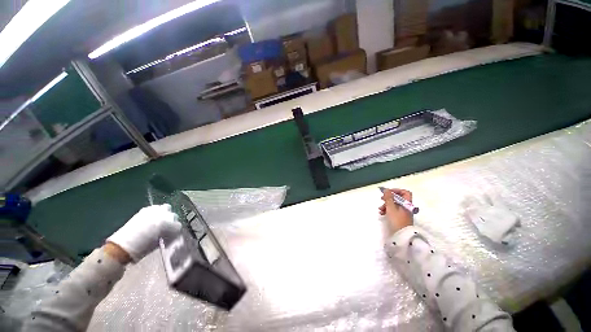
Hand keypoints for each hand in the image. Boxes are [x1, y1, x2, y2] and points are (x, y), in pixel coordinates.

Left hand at [106, 204, 180, 262]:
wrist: (122, 246)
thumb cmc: (142, 248)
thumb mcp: (159, 243)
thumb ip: (167, 236)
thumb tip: (170, 234)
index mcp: (168, 224)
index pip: (178, 226)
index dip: (175, 232)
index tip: (171, 237)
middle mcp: (163, 215)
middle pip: (174, 216)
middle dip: (171, 222)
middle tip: (166, 230)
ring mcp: (154, 211)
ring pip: (166, 208)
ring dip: (165, 214)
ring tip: (160, 222)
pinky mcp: (145, 210)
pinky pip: (155, 208)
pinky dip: (156, 212)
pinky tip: (152, 219)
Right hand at [379, 188, 413, 235]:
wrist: (401, 236)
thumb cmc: (397, 220)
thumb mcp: (391, 208)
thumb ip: (388, 198)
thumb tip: (387, 190)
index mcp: (406, 203)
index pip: (405, 192)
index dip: (396, 190)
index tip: (388, 192)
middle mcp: (406, 207)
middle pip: (398, 198)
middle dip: (389, 198)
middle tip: (382, 198)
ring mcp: (403, 213)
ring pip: (394, 204)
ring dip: (386, 205)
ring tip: (380, 209)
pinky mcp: (399, 218)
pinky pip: (393, 210)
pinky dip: (387, 210)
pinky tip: (382, 213)